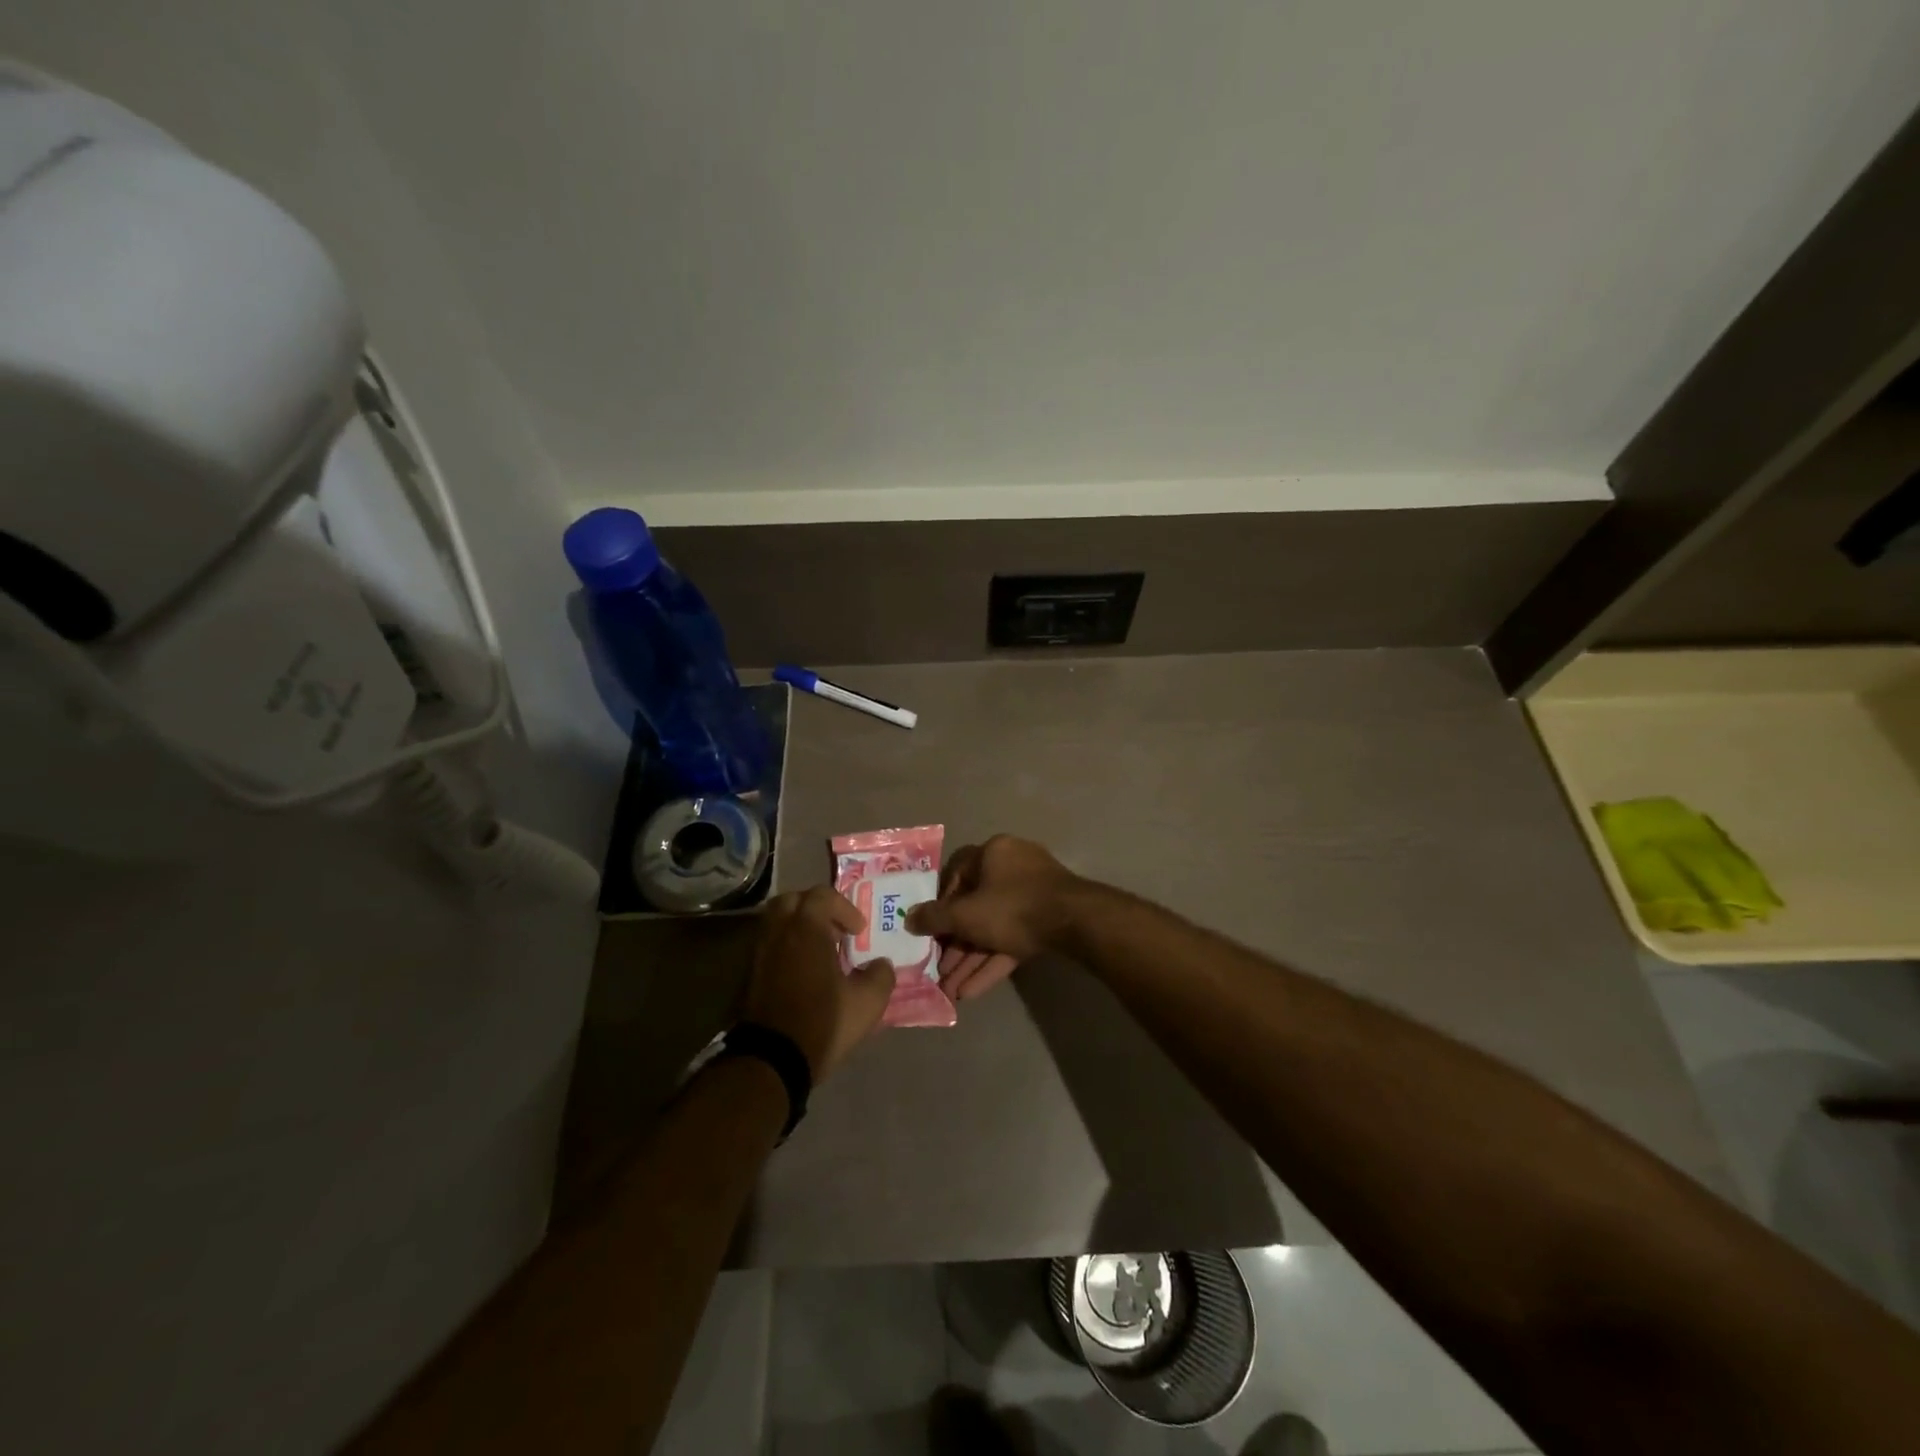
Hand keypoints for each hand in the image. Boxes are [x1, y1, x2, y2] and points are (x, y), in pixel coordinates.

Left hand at [743, 886, 893, 1080]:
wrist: (771, 1060)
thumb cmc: (822, 1023)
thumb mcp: (867, 1003)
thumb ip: (881, 976)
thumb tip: (881, 964)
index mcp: (806, 929)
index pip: (822, 895)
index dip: (844, 908)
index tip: (858, 931)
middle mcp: (779, 933)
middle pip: (792, 900)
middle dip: (815, 908)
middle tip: (834, 930)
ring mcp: (760, 953)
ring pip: (776, 922)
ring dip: (799, 927)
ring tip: (819, 951)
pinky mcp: (750, 975)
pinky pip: (769, 945)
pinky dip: (786, 947)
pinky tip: (804, 972)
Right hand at [905, 835, 1084, 1002]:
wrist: (1075, 923)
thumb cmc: (1012, 907)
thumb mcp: (965, 914)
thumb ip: (934, 917)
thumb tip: (908, 918)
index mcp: (993, 853)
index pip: (957, 874)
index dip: (940, 903)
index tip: (930, 928)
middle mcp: (1013, 867)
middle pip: (975, 906)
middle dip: (956, 943)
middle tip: (939, 970)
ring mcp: (1033, 893)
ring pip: (994, 927)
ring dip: (972, 958)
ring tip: (951, 990)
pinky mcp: (1047, 919)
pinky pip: (1014, 938)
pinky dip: (994, 961)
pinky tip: (972, 992)